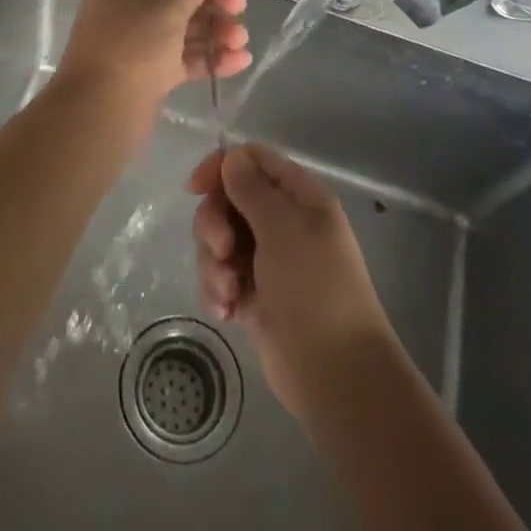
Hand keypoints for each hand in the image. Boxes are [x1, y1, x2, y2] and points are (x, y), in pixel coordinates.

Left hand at [54, 0, 250, 112]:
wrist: (99, 111)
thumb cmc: (132, 47)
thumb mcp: (166, 8)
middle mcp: (129, 1)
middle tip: (240, 6)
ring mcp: (139, 37)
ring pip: (185, 23)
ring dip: (216, 27)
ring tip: (240, 40)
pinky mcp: (149, 68)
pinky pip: (184, 54)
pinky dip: (209, 54)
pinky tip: (239, 60)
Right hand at [189, 144, 395, 425]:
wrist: (335, 374)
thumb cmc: (314, 289)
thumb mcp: (283, 229)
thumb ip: (251, 188)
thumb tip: (231, 157)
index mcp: (299, 197)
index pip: (253, 160)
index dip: (222, 167)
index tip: (195, 189)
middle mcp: (283, 221)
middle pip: (229, 199)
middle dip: (215, 224)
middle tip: (223, 251)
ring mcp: (267, 260)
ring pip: (219, 240)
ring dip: (214, 263)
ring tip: (229, 293)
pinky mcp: (254, 294)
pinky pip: (221, 276)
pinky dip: (217, 290)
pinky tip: (226, 312)